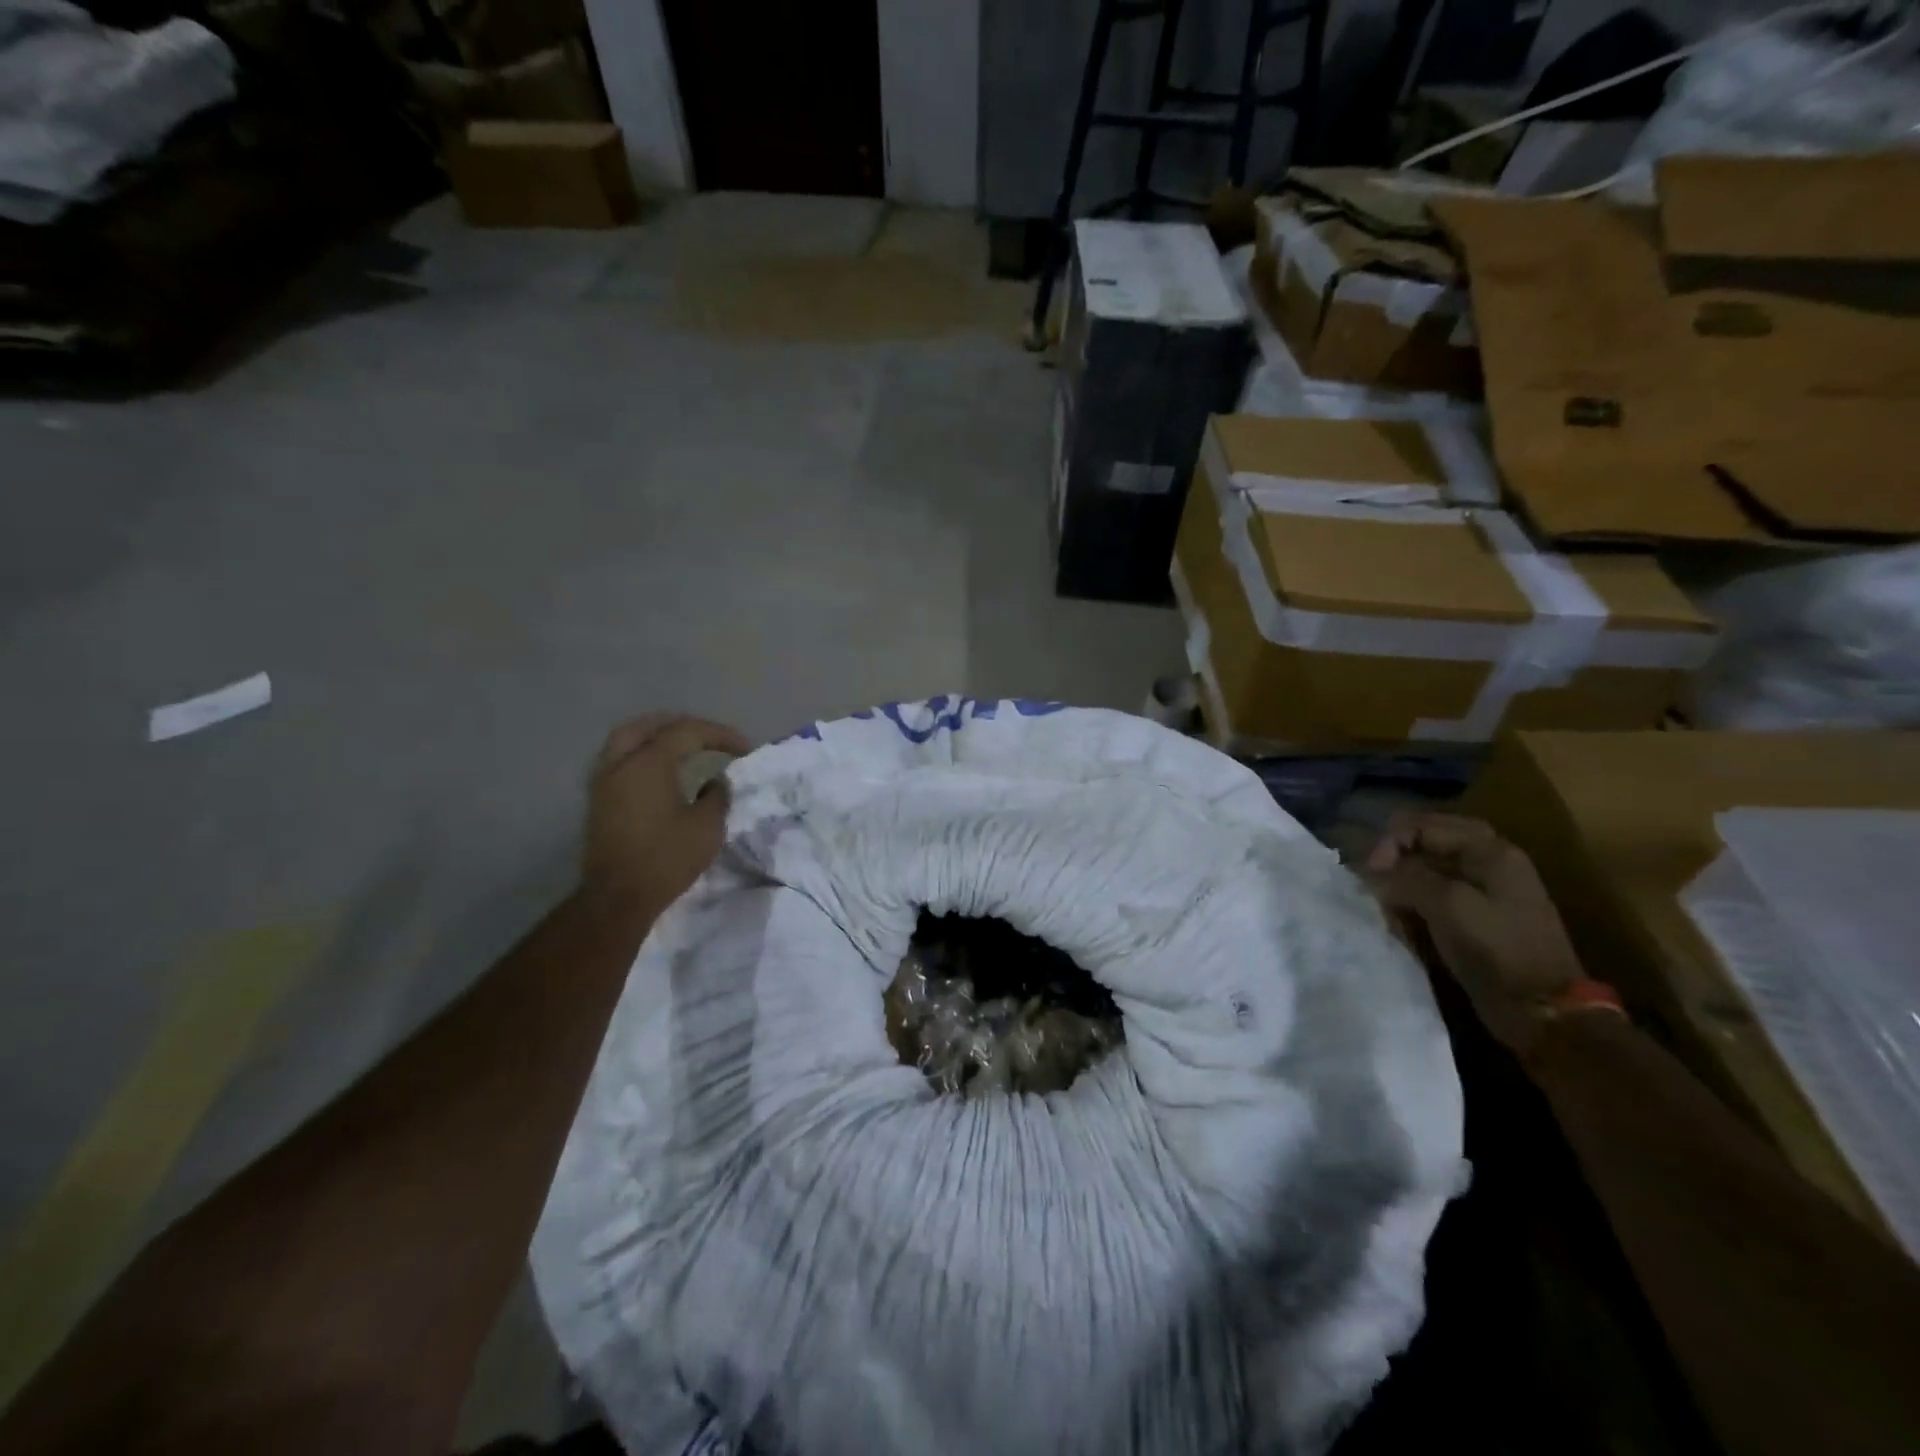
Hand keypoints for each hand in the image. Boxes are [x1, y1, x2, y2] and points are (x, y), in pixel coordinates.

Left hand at [582, 713, 751, 922]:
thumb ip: (717, 795)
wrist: (618, 898)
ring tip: (683, 748)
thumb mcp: (707, 827)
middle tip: (706, 736)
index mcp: (648, 763)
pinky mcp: (598, 801)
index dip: (720, 735)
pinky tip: (661, 771)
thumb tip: (716, 781)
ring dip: (656, 737)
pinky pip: (619, 761)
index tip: (745, 749)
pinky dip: (642, 755)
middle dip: (680, 725)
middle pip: (647, 725)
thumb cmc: (666, 859)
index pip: (687, 732)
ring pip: (626, 740)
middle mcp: (620, 763)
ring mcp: (603, 782)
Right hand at [1365, 812, 1588, 1054]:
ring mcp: (1489, 890)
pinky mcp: (1482, 917)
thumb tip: (1373, 871)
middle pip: (1429, 841)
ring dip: (1404, 880)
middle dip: (1396, 857)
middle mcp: (1491, 861)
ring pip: (1431, 867)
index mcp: (1490, 851)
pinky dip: (1416, 900)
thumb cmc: (1497, 951)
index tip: (1370, 874)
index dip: (1389, 843)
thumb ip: (1406, 878)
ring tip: (1386, 900)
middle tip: (1373, 879)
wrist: (1544, 1012)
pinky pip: (1439, 893)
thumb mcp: (1447, 905)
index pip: (1423, 824)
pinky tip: (1403, 917)